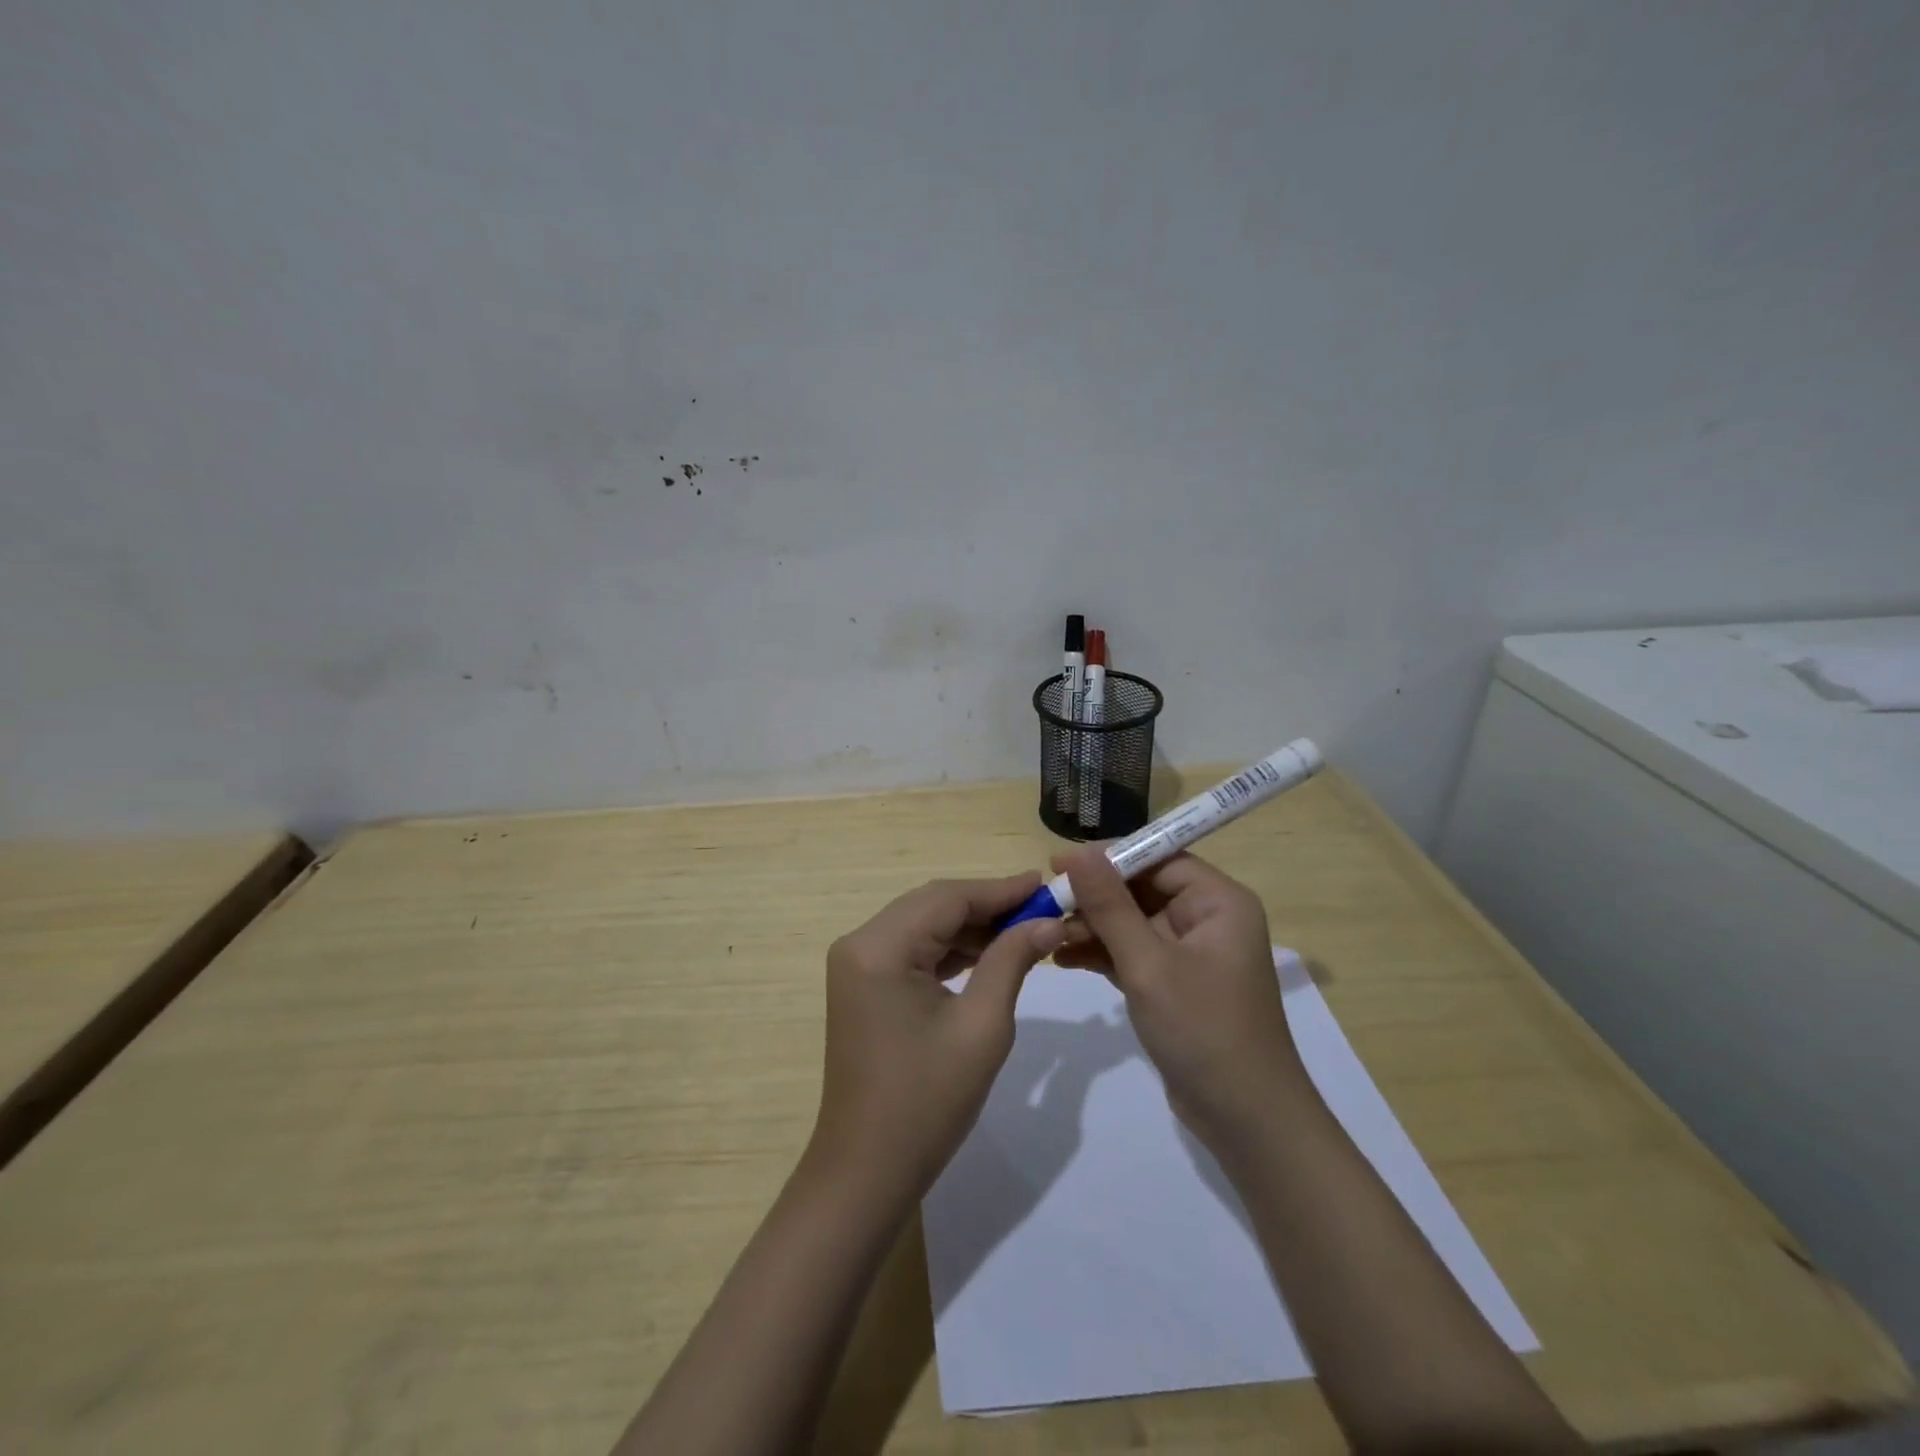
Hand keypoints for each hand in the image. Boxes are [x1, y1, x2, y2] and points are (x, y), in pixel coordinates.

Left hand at [809, 873, 1065, 1202]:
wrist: (867, 1171)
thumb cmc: (927, 1102)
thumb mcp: (982, 1026)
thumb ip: (1012, 961)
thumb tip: (1048, 921)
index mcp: (879, 947)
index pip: (949, 897)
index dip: (1001, 889)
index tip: (1048, 885)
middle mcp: (860, 943)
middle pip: (933, 904)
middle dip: (988, 905)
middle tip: (1042, 909)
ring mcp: (857, 964)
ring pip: (923, 924)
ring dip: (971, 926)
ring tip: (1024, 931)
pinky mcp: (863, 984)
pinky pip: (911, 949)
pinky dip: (950, 948)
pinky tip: (987, 954)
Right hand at [1052, 847, 1311, 1148]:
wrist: (1246, 1121)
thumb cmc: (1203, 1030)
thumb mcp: (1149, 964)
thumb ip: (1111, 907)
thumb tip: (1079, 854)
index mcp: (1219, 902)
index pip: (1158, 858)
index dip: (1108, 858)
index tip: (1058, 864)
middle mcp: (1208, 919)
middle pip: (1142, 889)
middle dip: (1094, 897)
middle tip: (1045, 902)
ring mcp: (1191, 953)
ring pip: (1133, 922)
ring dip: (1093, 926)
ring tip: (1046, 934)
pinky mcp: (1175, 983)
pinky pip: (1134, 953)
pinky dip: (1102, 954)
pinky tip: (1062, 958)